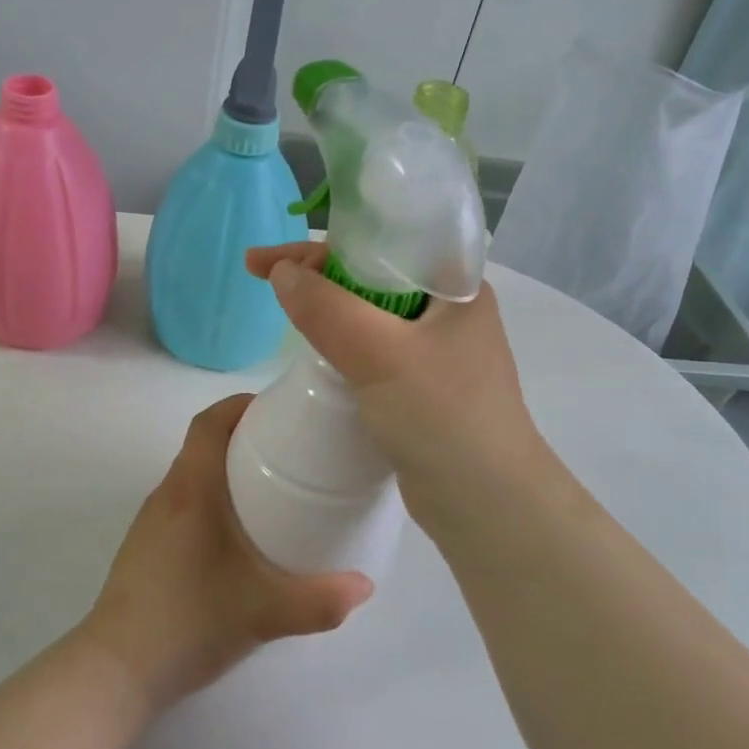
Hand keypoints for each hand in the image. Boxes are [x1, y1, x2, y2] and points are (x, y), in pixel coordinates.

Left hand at [81, 394, 374, 714]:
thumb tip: (365, 586)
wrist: (117, 670)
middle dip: (244, 436)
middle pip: (203, 444)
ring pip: (192, 476)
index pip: (208, 422)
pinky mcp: (146, 548)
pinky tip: (238, 536)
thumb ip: (320, 600)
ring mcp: (151, 523)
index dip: (241, 405)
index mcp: (191, 491)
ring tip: (272, 489)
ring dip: (227, 470)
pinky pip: (184, 503)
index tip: (278, 409)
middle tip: (291, 450)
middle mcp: (167, 496)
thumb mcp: (264, 613)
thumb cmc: (189, 622)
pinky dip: (213, 499)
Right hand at [244, 242, 554, 524]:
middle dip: (316, 273)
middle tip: (262, 278)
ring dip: (326, 309)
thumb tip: (280, 272)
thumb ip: (327, 310)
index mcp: (455, 286)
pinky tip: (315, 352)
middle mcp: (448, 312)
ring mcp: (436, 352)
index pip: (382, 243)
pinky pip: (373, 350)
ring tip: (283, 308)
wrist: (487, 505)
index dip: (322, 243)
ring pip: (370, 315)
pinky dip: (340, 344)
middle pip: (371, 275)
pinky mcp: (422, 388)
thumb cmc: (443, 416)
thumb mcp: (380, 354)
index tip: (268, 259)